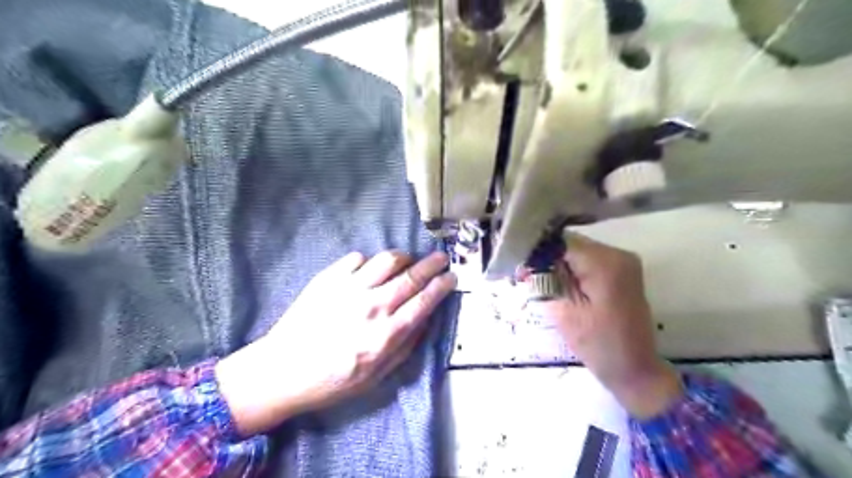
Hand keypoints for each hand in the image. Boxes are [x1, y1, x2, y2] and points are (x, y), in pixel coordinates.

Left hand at [217, 252, 459, 434]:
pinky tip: (368, 272)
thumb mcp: (378, 375)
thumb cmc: (334, 380)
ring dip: (404, 258)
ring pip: (388, 259)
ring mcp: (349, 289)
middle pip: (412, 276)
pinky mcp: (329, 278)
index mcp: (386, 334)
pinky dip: (369, 262)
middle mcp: (372, 307)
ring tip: (407, 262)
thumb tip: (426, 317)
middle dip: (432, 264)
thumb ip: (406, 345)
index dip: (442, 285)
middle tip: (441, 258)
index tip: (451, 276)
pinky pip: (358, 258)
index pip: (424, 301)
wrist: (283, 370)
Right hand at [531, 233, 683, 418]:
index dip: (538, 252)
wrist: (636, 371)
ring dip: (559, 265)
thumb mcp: (564, 312)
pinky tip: (560, 286)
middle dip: (547, 258)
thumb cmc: (599, 346)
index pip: (561, 242)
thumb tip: (530, 260)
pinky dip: (573, 270)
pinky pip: (589, 261)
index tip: (520, 268)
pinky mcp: (622, 272)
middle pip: (571, 244)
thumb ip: (547, 280)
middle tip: (526, 277)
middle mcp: (618, 253)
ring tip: (541, 283)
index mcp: (605, 262)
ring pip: (578, 252)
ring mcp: (623, 262)